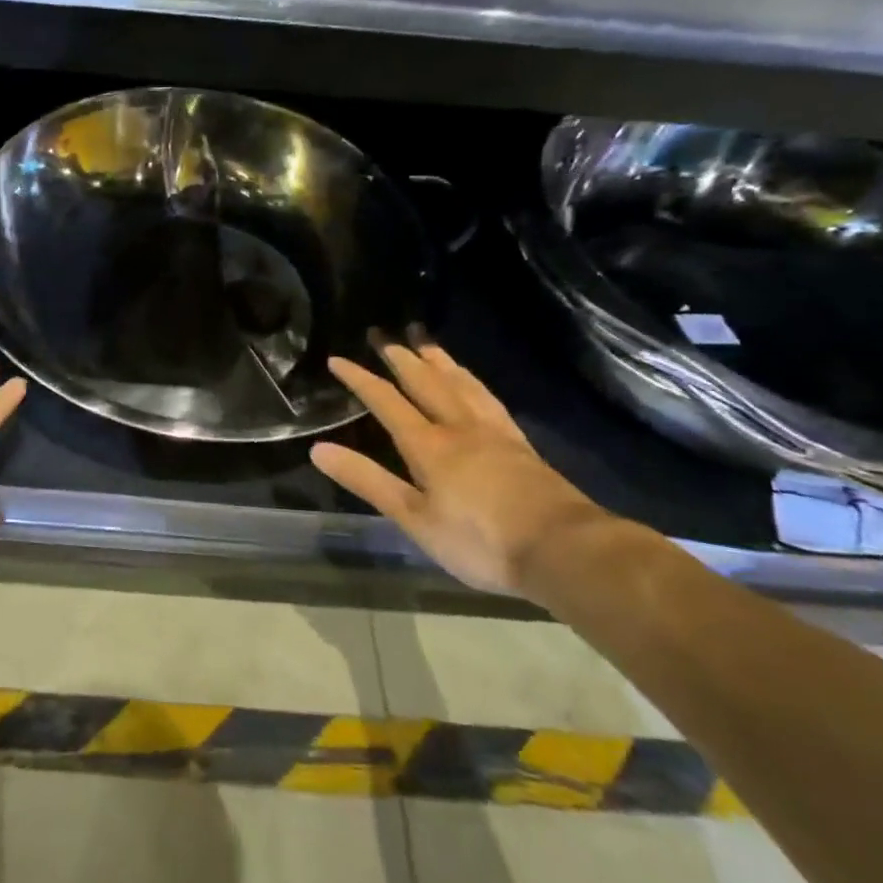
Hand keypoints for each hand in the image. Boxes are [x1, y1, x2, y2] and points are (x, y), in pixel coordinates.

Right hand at [310, 342, 609, 595]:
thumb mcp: (414, 518)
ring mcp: (493, 431)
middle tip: (382, 333)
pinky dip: (472, 381)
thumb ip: (368, 481)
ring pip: (459, 383)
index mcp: (428, 444)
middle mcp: (458, 426)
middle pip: (425, 381)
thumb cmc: (480, 540)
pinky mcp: (519, 443)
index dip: (360, 379)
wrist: (563, 549)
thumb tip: (318, 449)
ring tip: (423, 341)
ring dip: (437, 360)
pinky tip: (472, 381)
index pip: (386, 401)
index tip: (337, 359)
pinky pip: (488, 398)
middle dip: (400, 357)